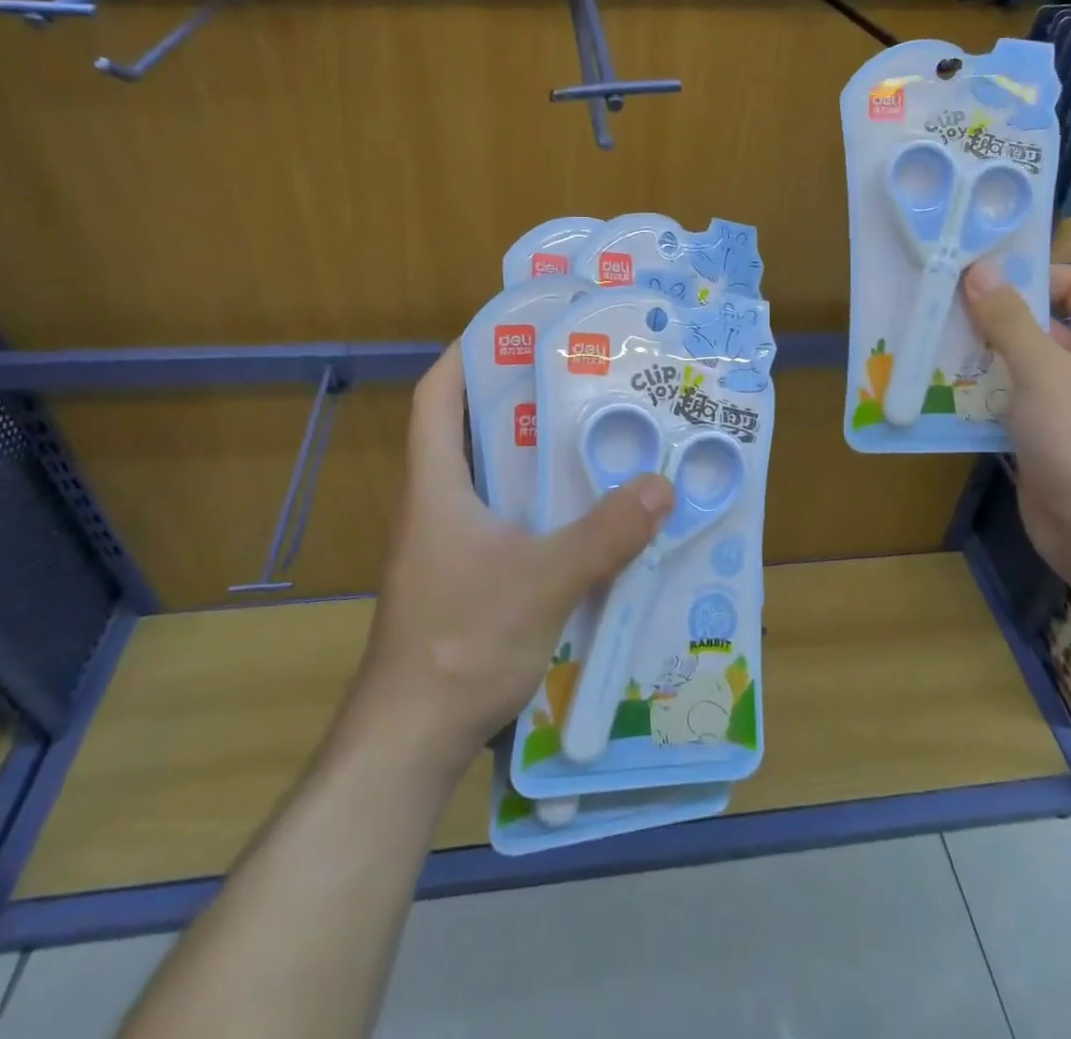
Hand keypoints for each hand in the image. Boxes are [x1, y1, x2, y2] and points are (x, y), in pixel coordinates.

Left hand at [348, 346, 671, 776]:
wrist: (410, 740)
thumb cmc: (460, 644)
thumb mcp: (543, 581)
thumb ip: (604, 534)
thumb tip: (660, 485)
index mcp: (436, 484)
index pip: (436, 396)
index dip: (467, 354)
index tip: (514, 329)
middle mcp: (436, 504)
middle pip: (470, 429)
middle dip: (517, 398)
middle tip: (577, 378)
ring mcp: (448, 544)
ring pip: (491, 477)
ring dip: (532, 454)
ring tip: (591, 433)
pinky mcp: (465, 577)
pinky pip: (505, 518)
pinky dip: (539, 503)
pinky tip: (583, 512)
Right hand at [963, 262, 1070, 584]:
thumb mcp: (1043, 368)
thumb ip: (1008, 318)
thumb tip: (978, 268)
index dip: (1028, 275)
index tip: (975, 275)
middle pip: (1042, 323)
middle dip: (992, 318)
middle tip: (940, 307)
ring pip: (1021, 364)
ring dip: (980, 357)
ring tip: (931, 343)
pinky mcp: (1049, 434)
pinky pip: (1012, 400)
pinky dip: (982, 393)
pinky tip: (941, 387)